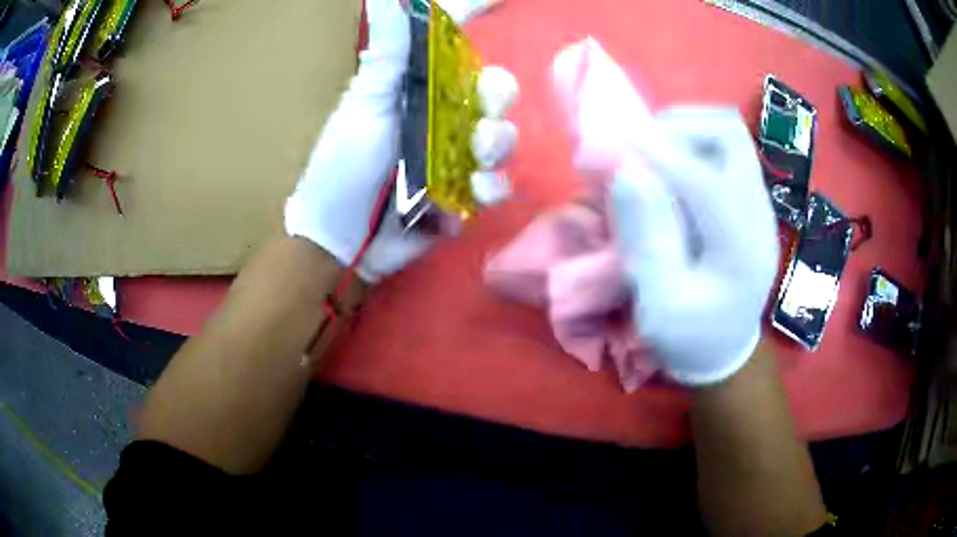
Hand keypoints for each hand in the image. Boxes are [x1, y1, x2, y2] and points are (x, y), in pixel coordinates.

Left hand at [285, 0, 516, 282]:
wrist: (339, 235)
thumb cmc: (344, 163)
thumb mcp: (365, 103)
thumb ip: (387, 53)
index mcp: (423, 91)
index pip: (461, 55)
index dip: (481, 35)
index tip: (498, 12)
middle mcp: (445, 120)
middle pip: (496, 99)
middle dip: (499, 104)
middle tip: (482, 120)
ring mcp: (457, 160)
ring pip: (502, 144)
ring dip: (497, 150)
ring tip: (474, 166)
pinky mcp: (462, 199)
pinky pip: (493, 189)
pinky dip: (484, 193)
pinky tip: (458, 203)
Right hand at [610, 108, 778, 384]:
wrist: (724, 348)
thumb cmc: (689, 337)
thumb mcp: (659, 308)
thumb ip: (646, 243)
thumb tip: (627, 172)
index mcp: (742, 253)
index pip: (706, 183)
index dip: (657, 155)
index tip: (609, 147)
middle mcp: (759, 215)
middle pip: (730, 136)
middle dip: (678, 129)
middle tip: (638, 149)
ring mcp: (758, 202)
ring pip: (728, 134)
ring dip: (683, 132)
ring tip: (650, 155)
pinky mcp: (748, 198)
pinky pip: (722, 149)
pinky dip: (689, 144)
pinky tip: (666, 170)